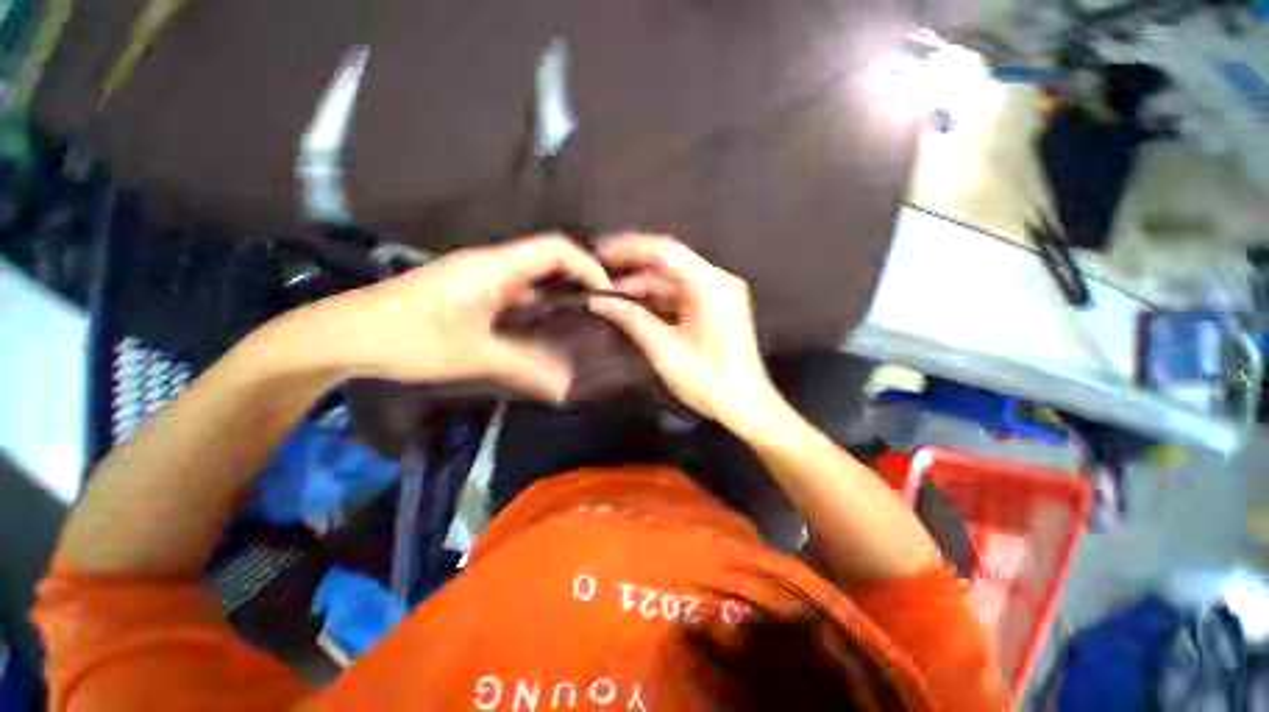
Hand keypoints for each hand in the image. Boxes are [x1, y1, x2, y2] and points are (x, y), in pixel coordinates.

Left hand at [290, 234, 609, 400]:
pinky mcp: (471, 291)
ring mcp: (480, 276)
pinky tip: (546, 326)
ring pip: (533, 275)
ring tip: (582, 318)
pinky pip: (517, 290)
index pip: (556, 249)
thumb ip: (525, 370)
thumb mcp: (474, 356)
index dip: (588, 266)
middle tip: (600, 310)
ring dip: (559, 292)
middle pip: (549, 258)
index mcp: (496, 266)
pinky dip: (538, 303)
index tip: (606, 295)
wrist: (342, 336)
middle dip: (579, 279)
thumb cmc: (408, 338)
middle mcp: (492, 263)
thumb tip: (566, 389)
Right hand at [588, 233, 778, 428]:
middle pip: (667, 267)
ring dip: (642, 292)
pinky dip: (657, 303)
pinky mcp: (715, 309)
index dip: (629, 249)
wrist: (746, 406)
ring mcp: (718, 296)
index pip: (663, 251)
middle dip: (632, 275)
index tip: (601, 253)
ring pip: (671, 283)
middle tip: (601, 281)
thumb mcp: (665, 350)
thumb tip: (602, 302)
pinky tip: (636, 311)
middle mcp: (717, 283)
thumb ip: (632, 320)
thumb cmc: (711, 382)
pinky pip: (680, 297)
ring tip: (612, 301)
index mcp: (710, 286)